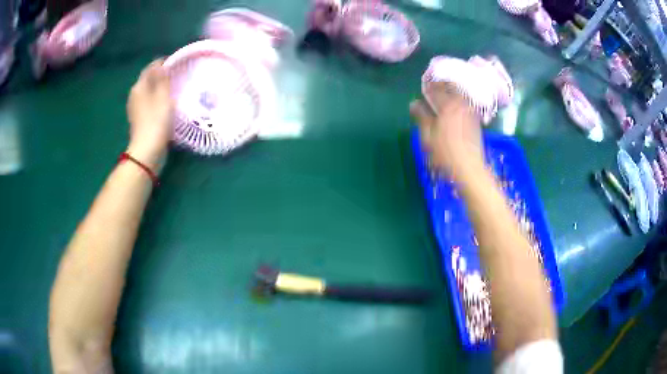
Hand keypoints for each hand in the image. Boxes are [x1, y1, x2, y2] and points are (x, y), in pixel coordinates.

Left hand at [126, 59, 173, 171]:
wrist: (147, 151)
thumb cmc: (156, 121)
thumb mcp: (163, 96)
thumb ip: (163, 78)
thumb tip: (162, 64)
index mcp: (139, 87)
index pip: (151, 67)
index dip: (163, 63)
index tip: (177, 62)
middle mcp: (134, 95)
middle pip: (148, 79)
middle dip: (161, 74)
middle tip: (177, 75)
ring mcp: (135, 108)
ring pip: (149, 91)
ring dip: (159, 87)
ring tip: (173, 88)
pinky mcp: (139, 119)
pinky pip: (149, 102)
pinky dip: (157, 98)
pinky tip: (166, 103)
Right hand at [410, 82, 483, 179]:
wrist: (470, 168)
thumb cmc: (445, 154)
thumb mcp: (428, 137)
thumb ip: (421, 117)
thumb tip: (414, 103)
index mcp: (447, 106)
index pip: (436, 89)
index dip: (429, 86)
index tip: (424, 84)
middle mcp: (460, 105)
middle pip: (451, 88)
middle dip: (442, 85)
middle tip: (435, 86)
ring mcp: (470, 113)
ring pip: (460, 96)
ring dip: (452, 92)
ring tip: (444, 96)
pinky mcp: (476, 121)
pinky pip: (466, 105)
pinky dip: (459, 102)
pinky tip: (455, 109)